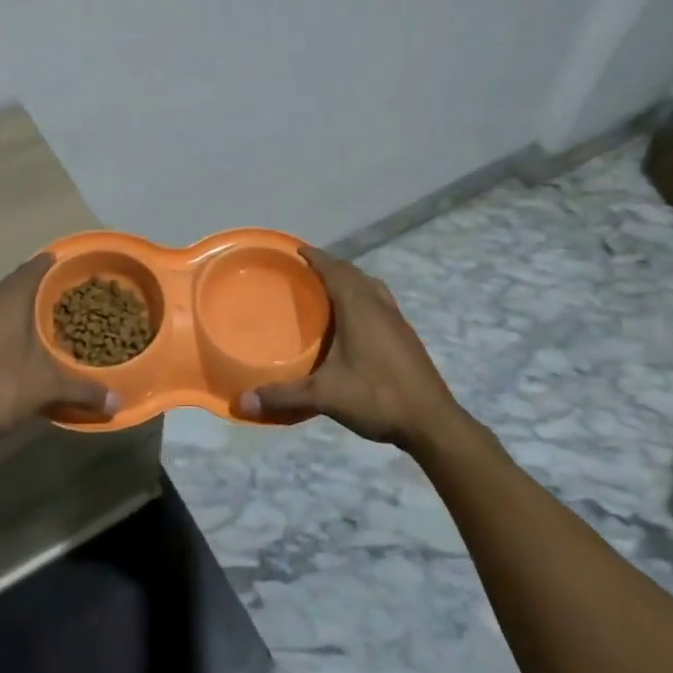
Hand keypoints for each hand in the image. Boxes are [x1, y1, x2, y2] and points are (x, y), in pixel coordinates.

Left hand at [0, 254, 118, 446]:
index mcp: (8, 300)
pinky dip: (5, 324)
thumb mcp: (48, 388)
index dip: (51, 264)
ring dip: (19, 306)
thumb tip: (116, 403)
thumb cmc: (0, 388)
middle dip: (39, 286)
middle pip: (16, 284)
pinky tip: (17, 343)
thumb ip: (83, 389)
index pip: (33, 268)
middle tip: (65, 293)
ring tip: (44, 316)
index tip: (69, 263)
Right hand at [238, 247, 462, 449]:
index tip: (297, 250)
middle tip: (306, 270)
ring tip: (329, 290)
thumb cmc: (377, 397)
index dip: (316, 257)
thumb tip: (241, 402)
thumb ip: (283, 396)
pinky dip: (364, 298)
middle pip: (354, 274)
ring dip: (351, 280)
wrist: (431, 422)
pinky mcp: (407, 337)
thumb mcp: (325, 396)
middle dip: (331, 266)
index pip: (335, 270)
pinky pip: (381, 302)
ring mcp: (397, 320)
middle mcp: (380, 306)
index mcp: (359, 308)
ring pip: (371, 286)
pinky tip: (355, 322)